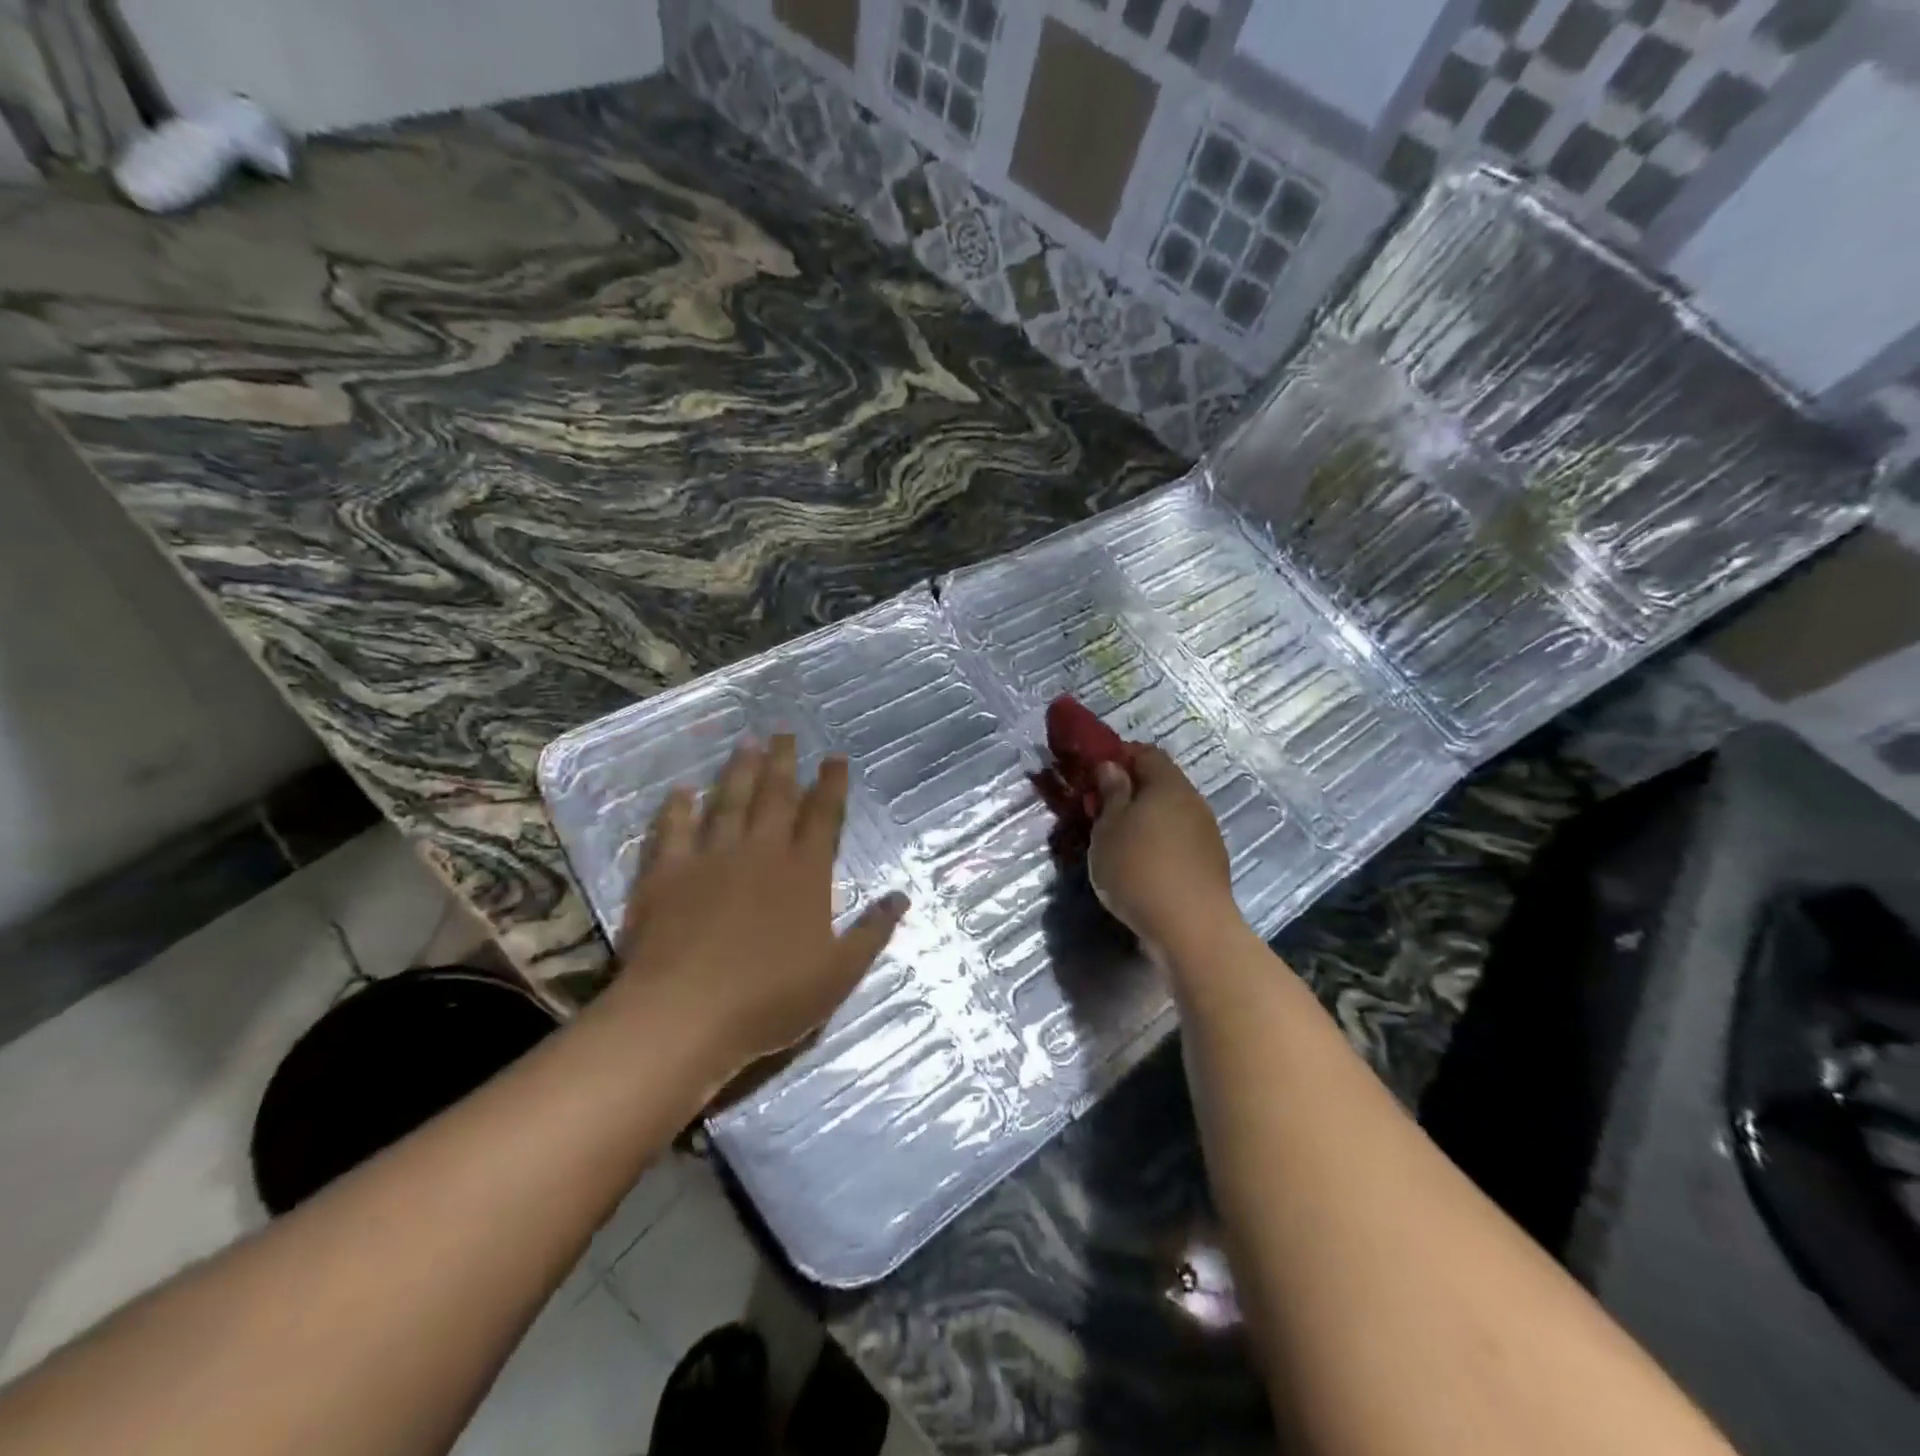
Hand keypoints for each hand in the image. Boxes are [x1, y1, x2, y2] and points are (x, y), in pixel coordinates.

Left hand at [605, 736, 907, 1079]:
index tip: (834, 757)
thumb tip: (902, 897)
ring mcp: (711, 858)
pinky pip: (672, 830)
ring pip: (729, 802)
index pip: (823, 816)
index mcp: (804, 873)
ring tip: (747, 743)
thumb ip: (872, 932)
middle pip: (775, 796)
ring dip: (739, 771)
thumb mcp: (839, 973)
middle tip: (786, 733)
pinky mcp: (666, 874)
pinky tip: (682, 791)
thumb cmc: (770, 998)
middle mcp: (760, 852)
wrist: (685, 1014)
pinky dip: (677, 808)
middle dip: (784, 763)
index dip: (831, 785)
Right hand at [1088, 745, 1237, 957]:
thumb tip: (1112, 766)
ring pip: (1170, 813)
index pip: (1145, 753)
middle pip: (1160, 783)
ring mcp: (1206, 833)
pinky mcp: (1210, 862)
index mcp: (1168, 784)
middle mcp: (1193, 801)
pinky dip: (1159, 843)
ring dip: (1145, 820)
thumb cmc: (1139, 869)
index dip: (1119, 757)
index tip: (1094, 775)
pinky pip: (1179, 840)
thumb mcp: (1108, 828)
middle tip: (1101, 811)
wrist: (1191, 928)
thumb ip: (1111, 793)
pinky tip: (1142, 866)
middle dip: (1130, 791)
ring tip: (1118, 842)